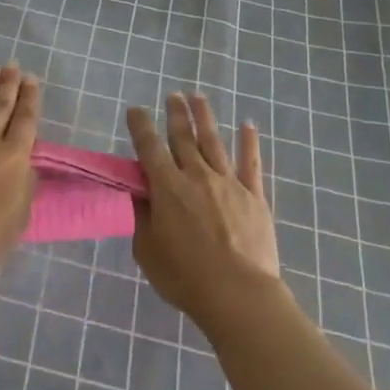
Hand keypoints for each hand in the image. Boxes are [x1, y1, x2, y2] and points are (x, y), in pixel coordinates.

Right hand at [126, 92, 281, 334]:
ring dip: (205, 117)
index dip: (140, 126)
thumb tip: (139, 194)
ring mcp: (228, 183)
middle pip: (183, 137)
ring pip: (214, 141)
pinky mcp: (254, 196)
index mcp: (167, 188)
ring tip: (198, 97)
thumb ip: (142, 217)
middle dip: (176, 114)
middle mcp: (197, 176)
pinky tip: (248, 125)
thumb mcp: (147, 250)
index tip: (134, 110)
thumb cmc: (185, 277)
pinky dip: (249, 143)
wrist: (238, 294)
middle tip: (172, 95)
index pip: (149, 148)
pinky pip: (250, 164)